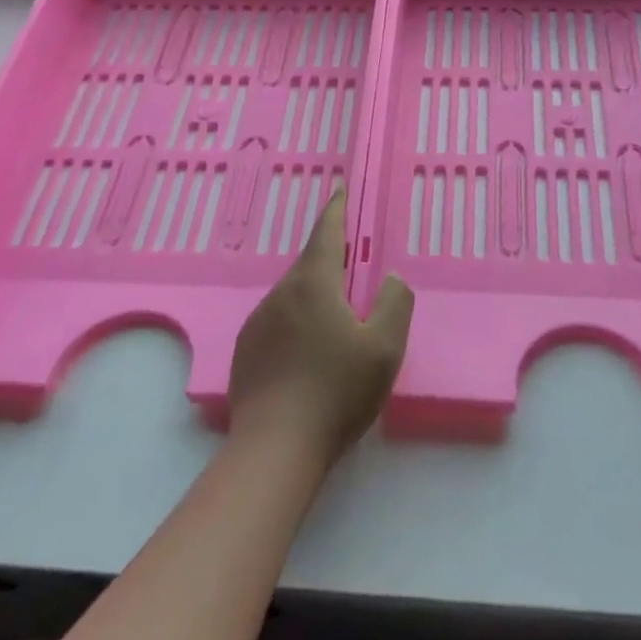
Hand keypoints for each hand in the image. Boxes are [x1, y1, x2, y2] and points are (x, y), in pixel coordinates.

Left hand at [227, 189, 414, 467]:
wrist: (274, 449)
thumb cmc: (336, 392)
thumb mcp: (384, 348)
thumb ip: (394, 303)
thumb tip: (389, 278)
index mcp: (313, 283)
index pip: (326, 232)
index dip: (337, 209)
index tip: (340, 190)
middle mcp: (281, 293)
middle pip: (309, 263)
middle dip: (330, 257)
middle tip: (353, 265)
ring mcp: (258, 322)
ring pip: (293, 294)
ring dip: (314, 294)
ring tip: (335, 318)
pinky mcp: (246, 351)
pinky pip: (278, 321)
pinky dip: (297, 322)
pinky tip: (308, 353)